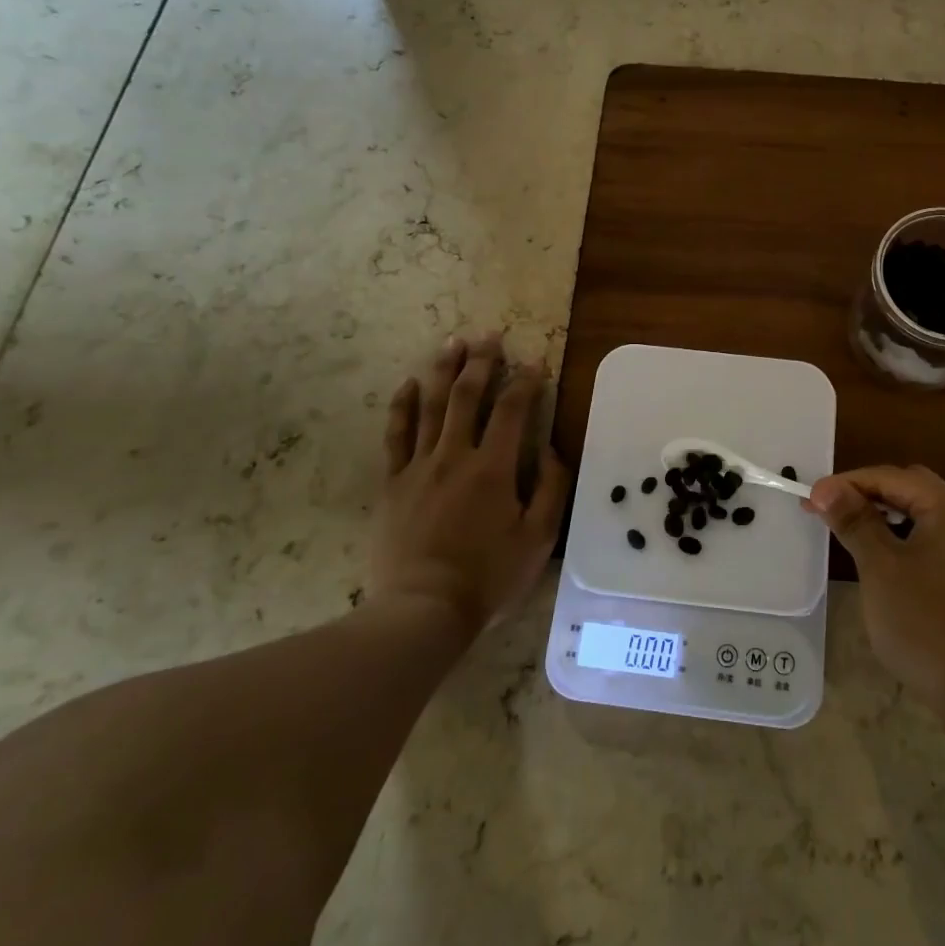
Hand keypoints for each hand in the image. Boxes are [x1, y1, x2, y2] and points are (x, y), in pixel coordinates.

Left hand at [374, 334, 569, 635]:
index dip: (526, 381)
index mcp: (494, 468)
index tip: (536, 361)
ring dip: (444, 370)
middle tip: (489, 335)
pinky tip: (409, 383)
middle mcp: (455, 455)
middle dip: (481, 361)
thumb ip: (551, 489)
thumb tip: (550, 449)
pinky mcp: (393, 483)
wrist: (423, 609)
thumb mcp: (538, 539)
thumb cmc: (488, 577)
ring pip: (432, 406)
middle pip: (468, 396)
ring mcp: (419, 466)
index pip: (513, 410)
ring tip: (452, 343)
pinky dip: (403, 406)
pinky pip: (396, 435)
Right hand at [808, 465, 944, 721]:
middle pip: (911, 488)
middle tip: (831, 512)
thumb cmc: (927, 625)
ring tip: (854, 533)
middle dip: (868, 494)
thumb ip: (854, 522)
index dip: (846, 483)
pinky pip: (938, 540)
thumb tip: (826, 487)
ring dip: (888, 516)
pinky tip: (890, 562)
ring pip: (925, 515)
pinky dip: (908, 538)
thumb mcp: (880, 569)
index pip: (889, 476)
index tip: (810, 501)